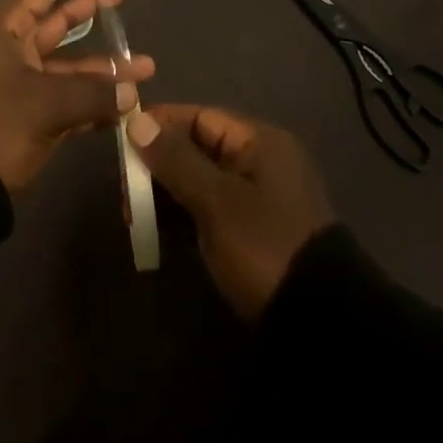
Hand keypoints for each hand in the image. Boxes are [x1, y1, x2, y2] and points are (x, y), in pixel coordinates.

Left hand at [0, 0, 156, 193]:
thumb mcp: (45, 104)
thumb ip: (94, 94)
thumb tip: (132, 92)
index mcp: (1, 29)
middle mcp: (8, 48)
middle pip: (54, 18)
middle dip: (88, 6)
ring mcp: (15, 83)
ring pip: (65, 63)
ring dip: (102, 67)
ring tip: (145, 65)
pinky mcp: (22, 116)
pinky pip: (62, 97)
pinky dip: (90, 100)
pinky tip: (124, 106)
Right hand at [129, 104, 332, 318]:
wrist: (321, 325)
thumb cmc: (265, 246)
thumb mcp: (216, 201)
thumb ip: (175, 159)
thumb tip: (137, 121)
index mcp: (259, 141)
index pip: (199, 117)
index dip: (160, 124)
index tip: (121, 140)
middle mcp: (260, 161)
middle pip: (197, 148)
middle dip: (158, 166)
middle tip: (125, 193)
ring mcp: (258, 199)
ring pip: (199, 182)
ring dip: (165, 194)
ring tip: (133, 218)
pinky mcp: (253, 233)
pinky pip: (209, 210)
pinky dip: (183, 217)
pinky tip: (155, 234)